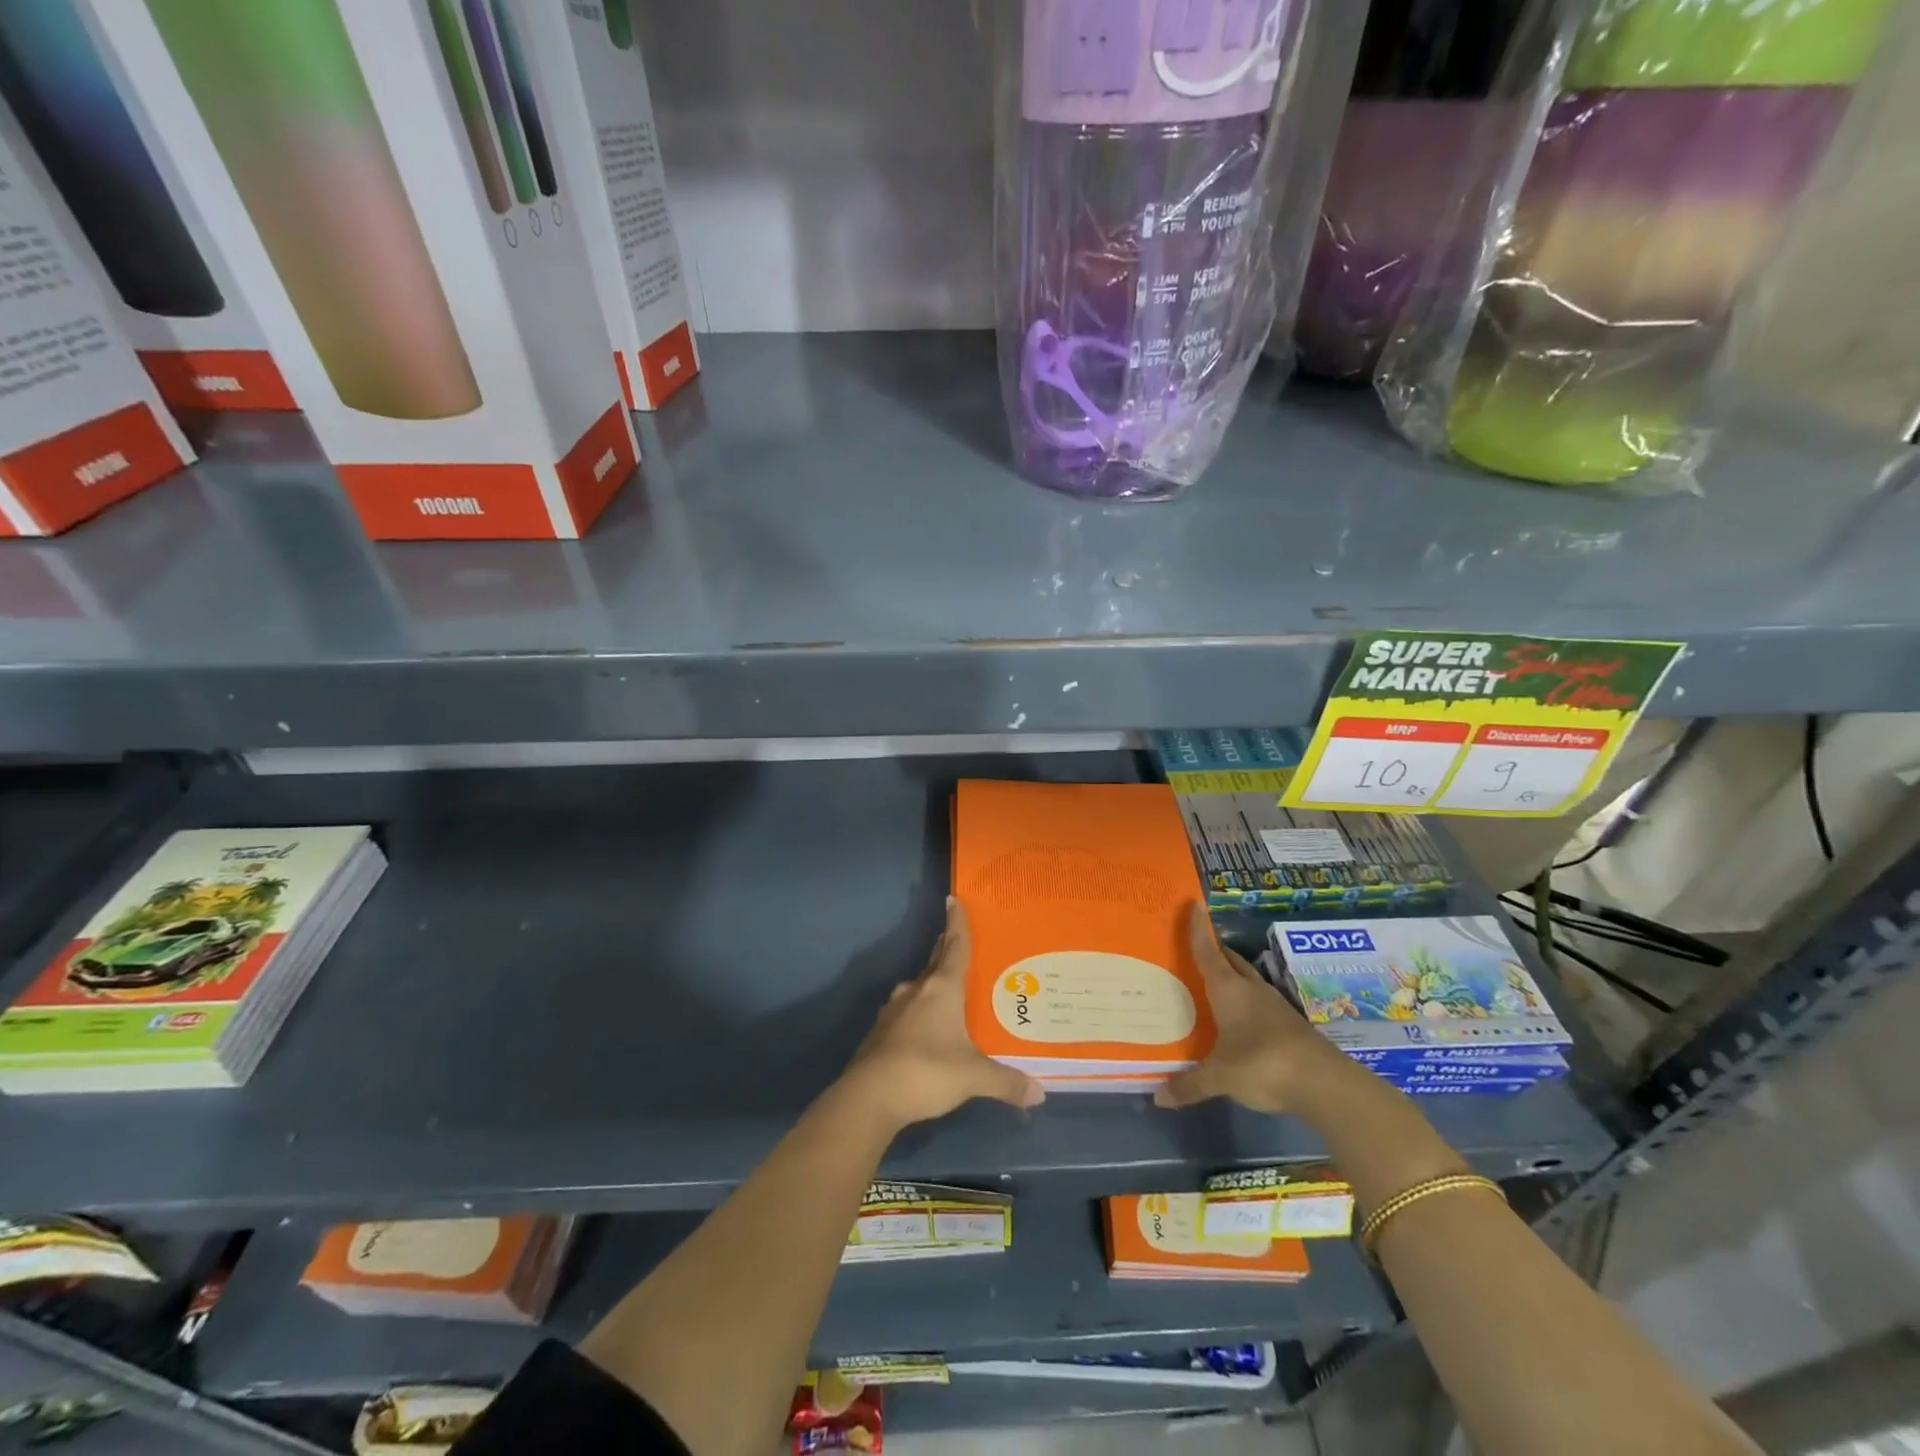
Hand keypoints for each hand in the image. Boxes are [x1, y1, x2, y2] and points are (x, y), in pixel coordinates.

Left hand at [837, 897, 1043, 1130]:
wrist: (869, 1097)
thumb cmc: (926, 1071)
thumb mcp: (973, 1077)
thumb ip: (1006, 1082)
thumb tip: (1040, 1093)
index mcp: (941, 989)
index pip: (955, 947)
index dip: (957, 923)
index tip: (953, 900)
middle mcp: (916, 991)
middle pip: (935, 963)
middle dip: (946, 950)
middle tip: (958, 941)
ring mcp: (894, 1010)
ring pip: (919, 989)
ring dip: (932, 986)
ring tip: (950, 992)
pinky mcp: (880, 1032)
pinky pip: (906, 1013)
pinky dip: (919, 1014)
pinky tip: (927, 1030)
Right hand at [1155, 904, 1349, 1114]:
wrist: (1324, 1083)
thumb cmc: (1262, 1064)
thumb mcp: (1220, 1077)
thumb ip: (1191, 1085)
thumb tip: (1159, 1098)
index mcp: (1229, 990)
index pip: (1208, 952)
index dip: (1198, 929)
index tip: (1193, 905)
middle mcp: (1251, 990)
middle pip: (1230, 961)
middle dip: (1215, 951)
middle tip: (1196, 949)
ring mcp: (1275, 1006)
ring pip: (1248, 981)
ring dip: (1233, 977)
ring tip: (1215, 982)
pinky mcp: (1291, 1025)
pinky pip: (1261, 1003)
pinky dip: (1247, 1002)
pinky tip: (1241, 1017)